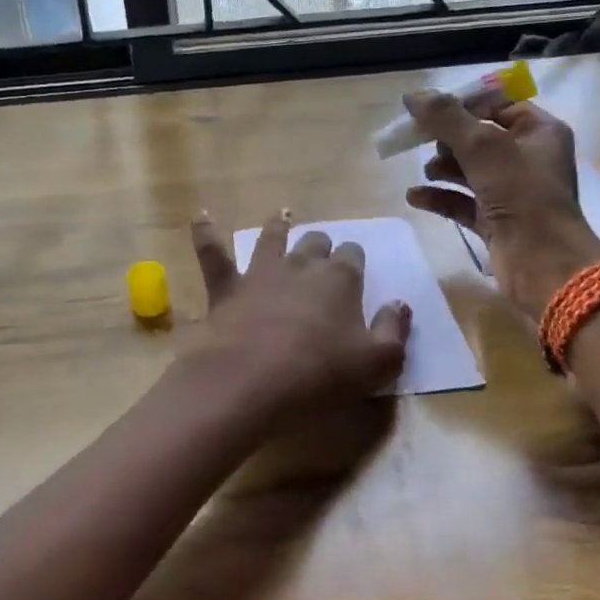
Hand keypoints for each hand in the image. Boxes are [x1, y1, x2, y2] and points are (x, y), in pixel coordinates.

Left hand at [184, 210, 411, 415]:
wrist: (250, 383)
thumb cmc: (320, 375)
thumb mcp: (377, 364)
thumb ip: (394, 331)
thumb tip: (399, 304)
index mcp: (340, 279)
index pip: (353, 255)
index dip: (355, 261)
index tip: (355, 273)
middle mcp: (300, 265)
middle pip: (315, 243)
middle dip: (321, 246)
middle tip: (322, 257)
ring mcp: (260, 273)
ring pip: (271, 238)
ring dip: (278, 227)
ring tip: (283, 216)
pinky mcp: (225, 289)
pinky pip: (212, 254)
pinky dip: (205, 234)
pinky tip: (200, 218)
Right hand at [402, 93, 599, 314]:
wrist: (543, 263)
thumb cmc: (522, 195)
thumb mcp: (482, 147)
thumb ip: (446, 118)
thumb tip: (412, 96)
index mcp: (539, 132)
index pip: (497, 105)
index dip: (462, 105)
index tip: (429, 110)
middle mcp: (528, 159)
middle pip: (479, 138)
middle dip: (448, 139)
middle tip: (423, 141)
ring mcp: (511, 193)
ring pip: (469, 171)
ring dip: (443, 168)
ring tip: (426, 171)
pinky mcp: (495, 222)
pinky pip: (462, 202)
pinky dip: (439, 197)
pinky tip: (414, 197)